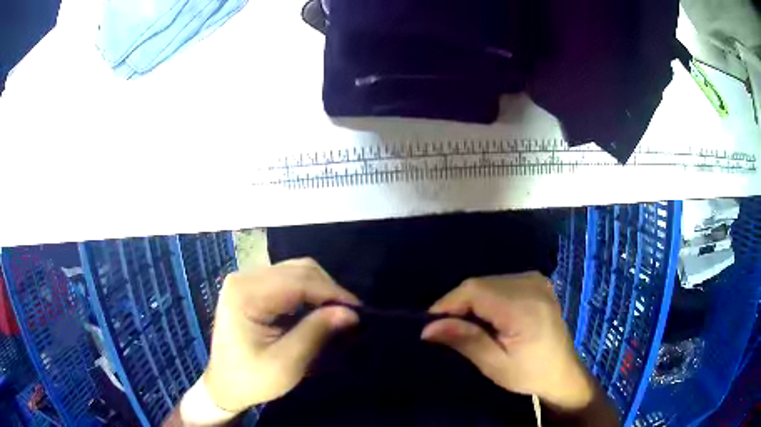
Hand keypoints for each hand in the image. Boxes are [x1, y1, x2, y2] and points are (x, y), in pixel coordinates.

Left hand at [203, 258, 359, 413]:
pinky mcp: (252, 288)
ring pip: (296, 271)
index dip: (333, 293)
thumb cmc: (252, 379)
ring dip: (321, 290)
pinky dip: (309, 293)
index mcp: (245, 293)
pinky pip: (288, 281)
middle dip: (329, 290)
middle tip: (350, 316)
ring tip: (337, 314)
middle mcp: (245, 277)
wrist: (225, 386)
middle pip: (299, 270)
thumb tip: (351, 313)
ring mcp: (247, 280)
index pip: (299, 281)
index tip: (359, 312)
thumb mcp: (286, 364)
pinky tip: (318, 311)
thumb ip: (316, 333)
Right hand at [421, 272, 593, 410]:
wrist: (562, 371)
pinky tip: (486, 316)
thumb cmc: (530, 374)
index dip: (447, 303)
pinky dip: (486, 296)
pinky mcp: (537, 281)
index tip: (430, 325)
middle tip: (445, 330)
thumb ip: (466, 341)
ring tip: (464, 325)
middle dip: (457, 304)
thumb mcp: (496, 365)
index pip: (474, 290)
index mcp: (524, 307)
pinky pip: (500, 282)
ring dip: (471, 300)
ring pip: (488, 281)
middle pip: (480, 284)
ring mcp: (536, 280)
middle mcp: (531, 285)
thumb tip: (428, 328)